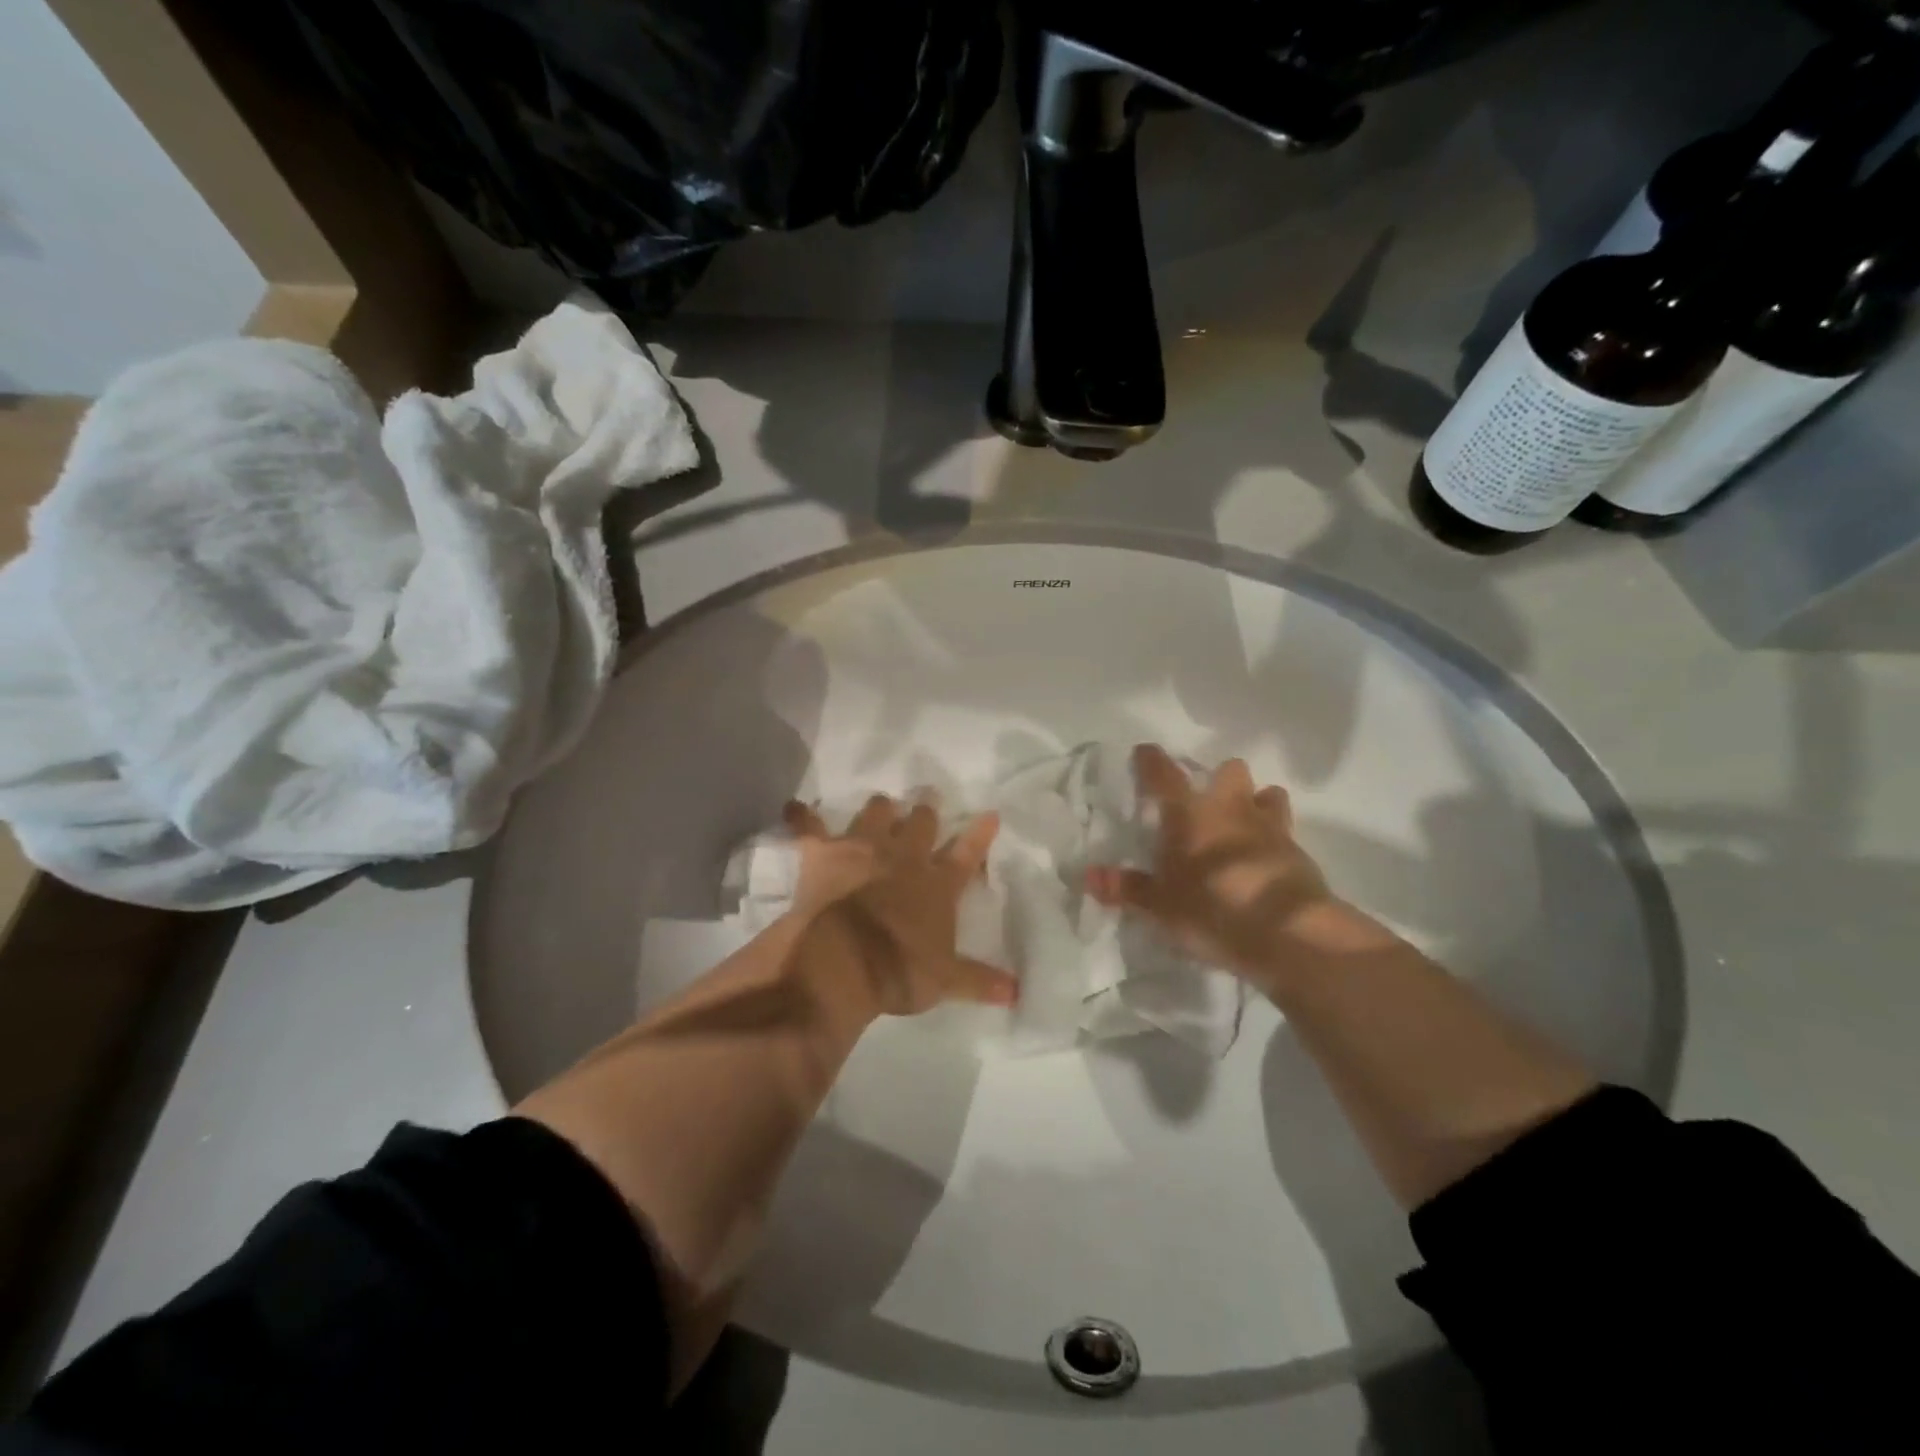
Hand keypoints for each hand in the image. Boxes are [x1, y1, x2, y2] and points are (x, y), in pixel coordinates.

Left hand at [783, 795, 1017, 1020]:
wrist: (842, 961)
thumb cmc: (899, 971)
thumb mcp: (945, 981)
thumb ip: (979, 981)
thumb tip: (1016, 993)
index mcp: (937, 885)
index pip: (966, 854)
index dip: (980, 834)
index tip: (990, 813)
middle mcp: (903, 857)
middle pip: (921, 822)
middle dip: (926, 809)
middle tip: (928, 798)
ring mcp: (862, 848)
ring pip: (875, 812)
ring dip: (880, 807)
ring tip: (882, 803)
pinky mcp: (824, 852)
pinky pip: (809, 827)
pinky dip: (801, 817)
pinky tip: (794, 807)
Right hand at [1087, 745, 1376, 988]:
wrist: (1289, 934)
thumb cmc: (1213, 909)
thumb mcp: (1160, 906)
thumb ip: (1127, 888)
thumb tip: (1089, 876)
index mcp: (1190, 814)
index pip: (1164, 775)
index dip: (1151, 761)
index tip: (1144, 751)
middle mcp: (1230, 809)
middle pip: (1229, 770)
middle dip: (1219, 778)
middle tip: (1206, 801)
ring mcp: (1270, 827)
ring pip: (1267, 793)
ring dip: (1255, 802)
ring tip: (1244, 824)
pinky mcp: (1299, 853)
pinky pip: (1285, 832)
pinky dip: (1274, 839)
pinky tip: (1265, 860)